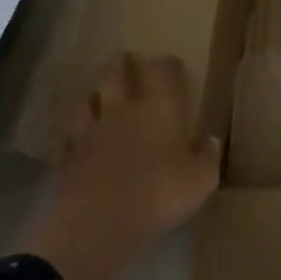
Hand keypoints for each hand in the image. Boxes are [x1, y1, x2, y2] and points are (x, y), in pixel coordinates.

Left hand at [19, 52, 220, 279]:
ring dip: (96, 93)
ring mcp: (92, 130)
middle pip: (116, 73)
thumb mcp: (200, 180)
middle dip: (121, 63)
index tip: (171, 63)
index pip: (163, 71)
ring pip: (90, 99)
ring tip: (100, 94)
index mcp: (160, 109)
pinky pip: (73, 135)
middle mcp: (124, 110)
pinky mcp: (70, 155)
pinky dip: (79, 132)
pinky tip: (82, 138)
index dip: (167, 64)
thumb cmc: (159, 194)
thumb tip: (210, 140)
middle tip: (125, 58)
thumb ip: (207, 157)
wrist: (98, 220)